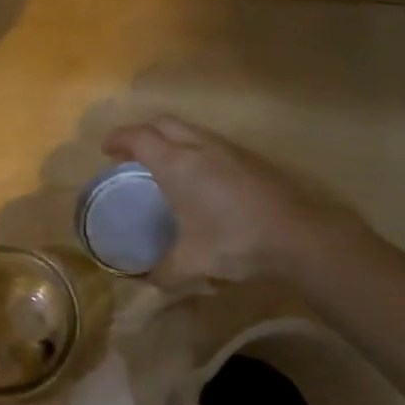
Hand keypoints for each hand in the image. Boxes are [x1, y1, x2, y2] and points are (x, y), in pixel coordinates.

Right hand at [103, 115, 363, 287]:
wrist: (298, 235)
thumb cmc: (235, 241)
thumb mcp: (192, 263)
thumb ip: (163, 271)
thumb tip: (145, 280)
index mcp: (177, 164)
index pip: (139, 137)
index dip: (119, 139)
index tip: (106, 150)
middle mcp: (200, 147)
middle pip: (163, 123)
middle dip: (142, 133)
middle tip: (130, 154)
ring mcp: (228, 149)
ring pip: (190, 130)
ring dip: (170, 139)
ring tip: (162, 164)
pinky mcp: (249, 158)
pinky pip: (210, 142)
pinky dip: (193, 148)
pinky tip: (198, 177)